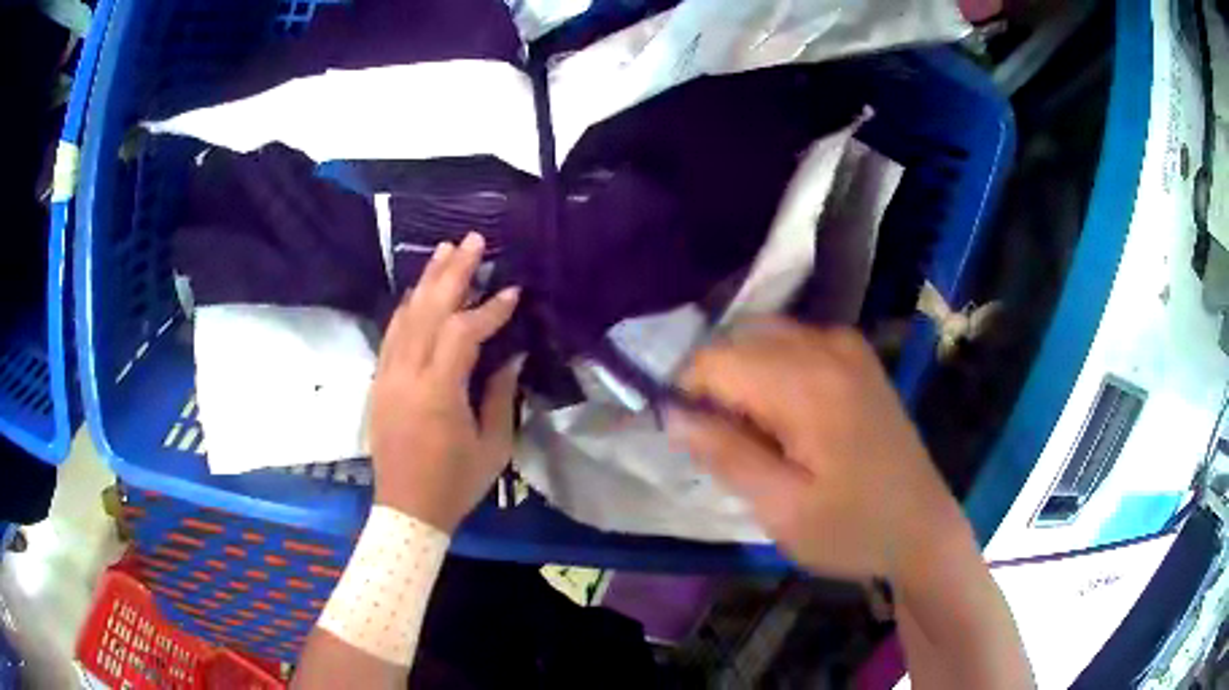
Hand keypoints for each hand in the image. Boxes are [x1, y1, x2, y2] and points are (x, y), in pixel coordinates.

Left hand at [370, 232, 521, 532]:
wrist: (406, 509)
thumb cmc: (455, 483)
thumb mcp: (492, 446)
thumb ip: (501, 394)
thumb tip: (511, 353)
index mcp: (438, 393)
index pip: (463, 333)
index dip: (489, 309)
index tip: (512, 291)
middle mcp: (406, 376)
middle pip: (428, 310)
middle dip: (453, 272)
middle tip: (473, 240)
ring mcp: (387, 376)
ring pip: (405, 316)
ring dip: (427, 281)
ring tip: (446, 251)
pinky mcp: (378, 381)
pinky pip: (392, 333)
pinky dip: (407, 307)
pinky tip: (420, 290)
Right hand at [668, 319, 970, 582]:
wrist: (922, 529)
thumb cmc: (852, 529)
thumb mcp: (781, 509)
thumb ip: (724, 454)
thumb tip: (671, 413)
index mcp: (809, 383)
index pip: (715, 359)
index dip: (687, 393)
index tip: (689, 437)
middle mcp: (828, 346)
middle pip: (738, 340)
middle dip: (716, 385)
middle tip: (727, 444)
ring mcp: (848, 346)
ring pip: (764, 337)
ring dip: (744, 377)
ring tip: (757, 435)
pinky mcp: (857, 357)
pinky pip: (794, 343)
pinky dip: (773, 370)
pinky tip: (787, 417)